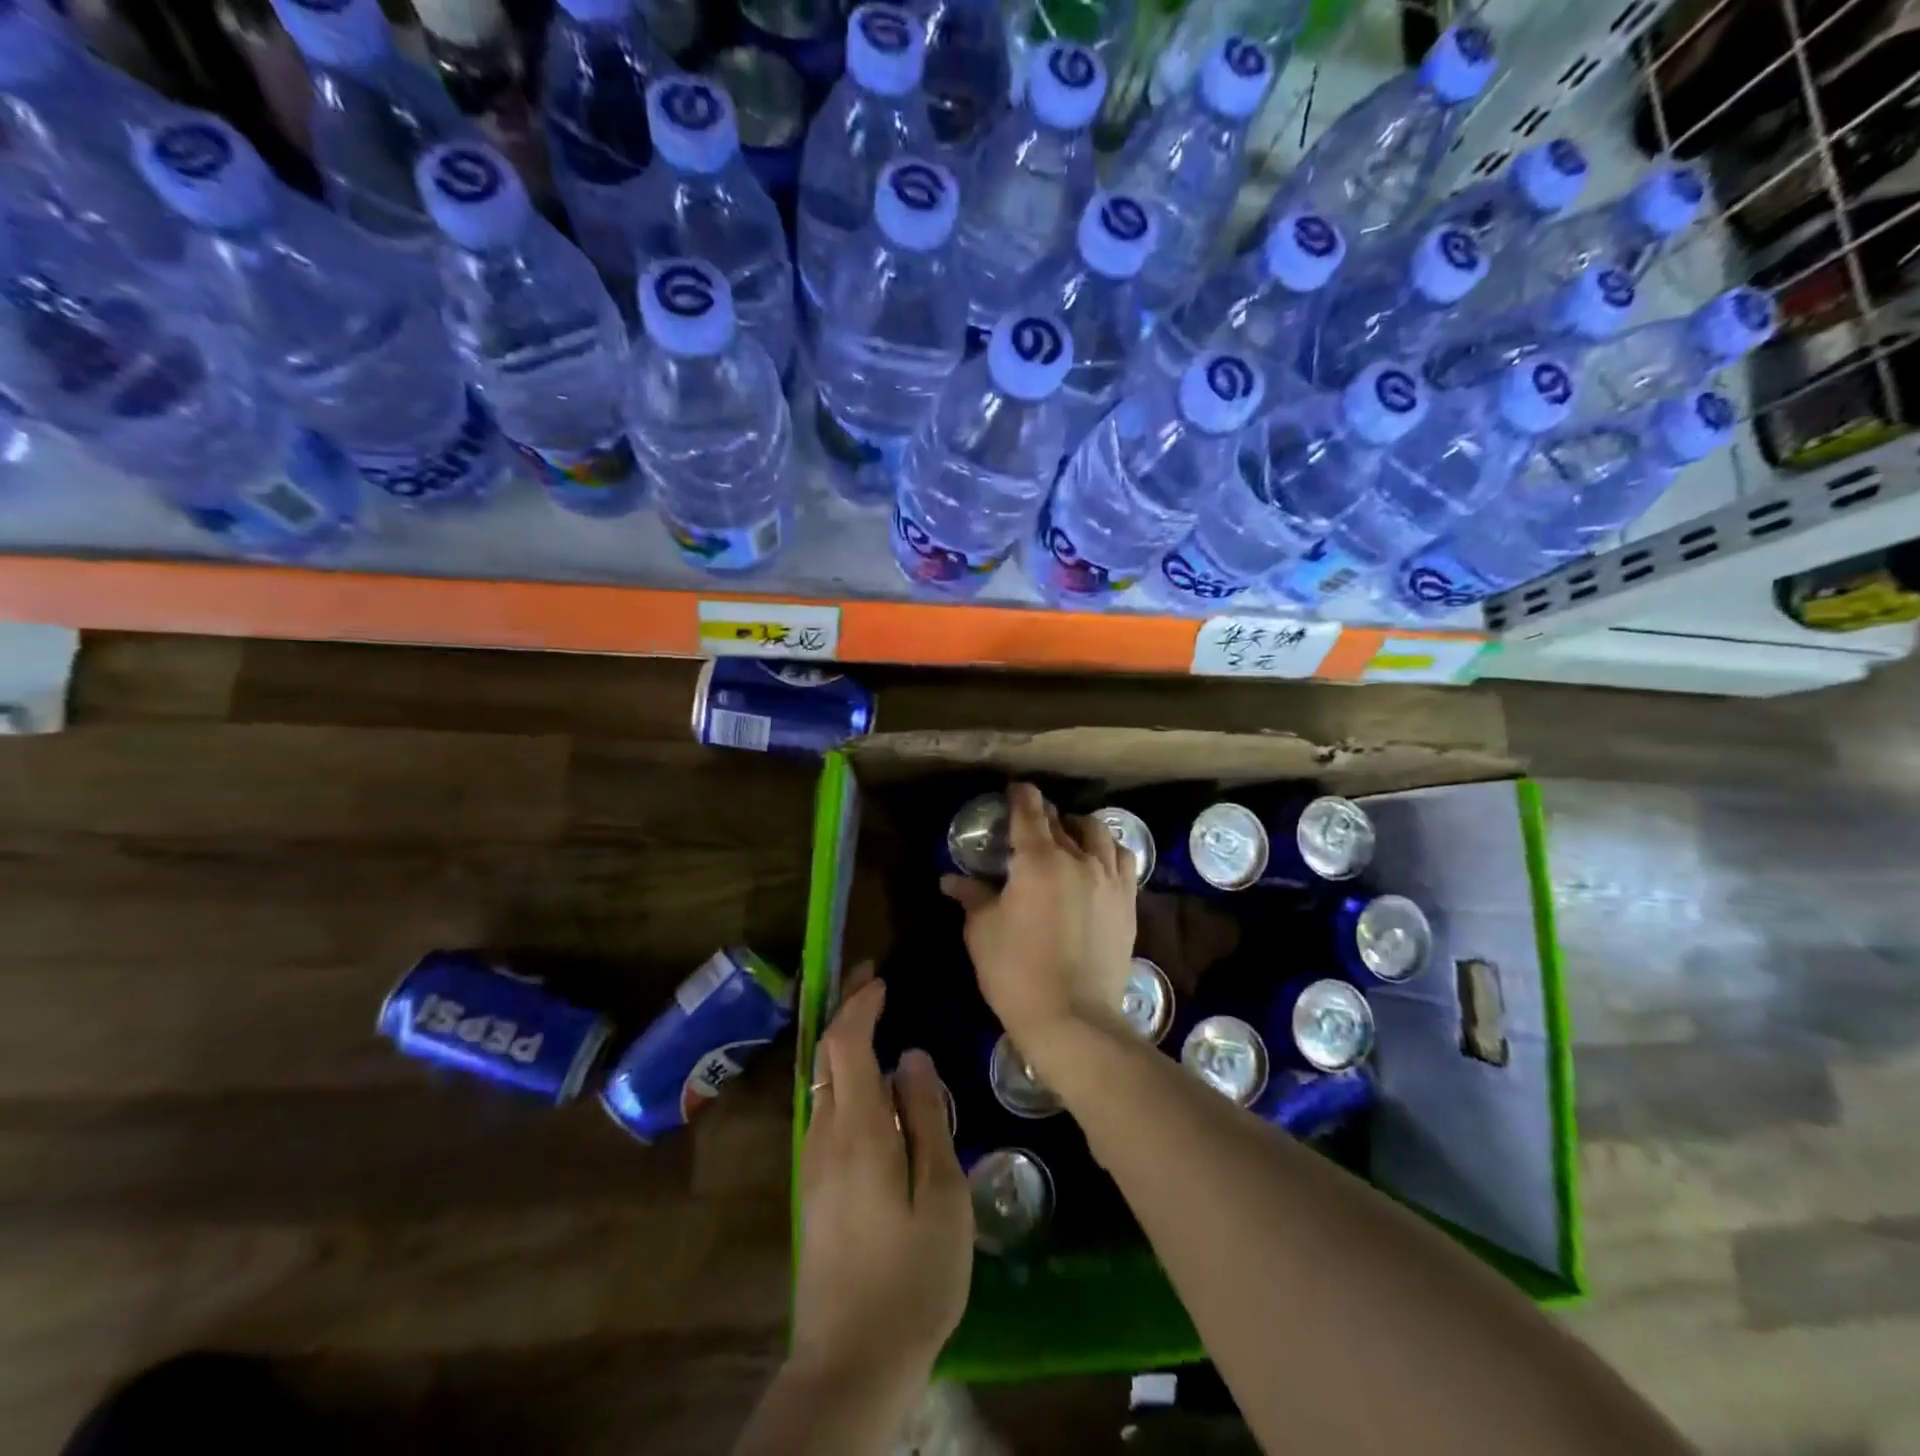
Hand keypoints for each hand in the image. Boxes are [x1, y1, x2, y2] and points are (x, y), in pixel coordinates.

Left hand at [792, 968, 972, 1393]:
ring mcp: (814, 1162)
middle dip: (844, 1010)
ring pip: (821, 1081)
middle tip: (871, 981)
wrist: (851, 1361)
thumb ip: (927, 1119)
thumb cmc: (912, 1277)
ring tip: (872, 1022)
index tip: (881, 977)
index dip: (860, 1004)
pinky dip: (841, 1075)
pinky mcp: (814, 1186)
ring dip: (842, 1042)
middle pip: (826, 1054)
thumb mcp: (942, 1196)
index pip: (847, 1043)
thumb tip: (913, 1056)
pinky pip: (823, 1107)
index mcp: (858, 1130)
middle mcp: (825, 1135)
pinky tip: (867, 1085)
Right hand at [940, 782, 1135, 1059]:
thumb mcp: (982, 932)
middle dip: (1044, 816)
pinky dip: (1108, 850)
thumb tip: (951, 879)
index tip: (1015, 789)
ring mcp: (1108, 879)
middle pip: (1062, 822)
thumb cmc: (1016, 972)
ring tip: (1069, 836)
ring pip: (1098, 833)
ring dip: (1079, 827)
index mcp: (1038, 860)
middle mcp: (1078, 859)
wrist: (1073, 1017)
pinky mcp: (1128, 902)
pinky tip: (1099, 861)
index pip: (1029, 813)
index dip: (1021, 796)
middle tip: (1030, 823)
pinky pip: (1123, 860)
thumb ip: (971, 896)